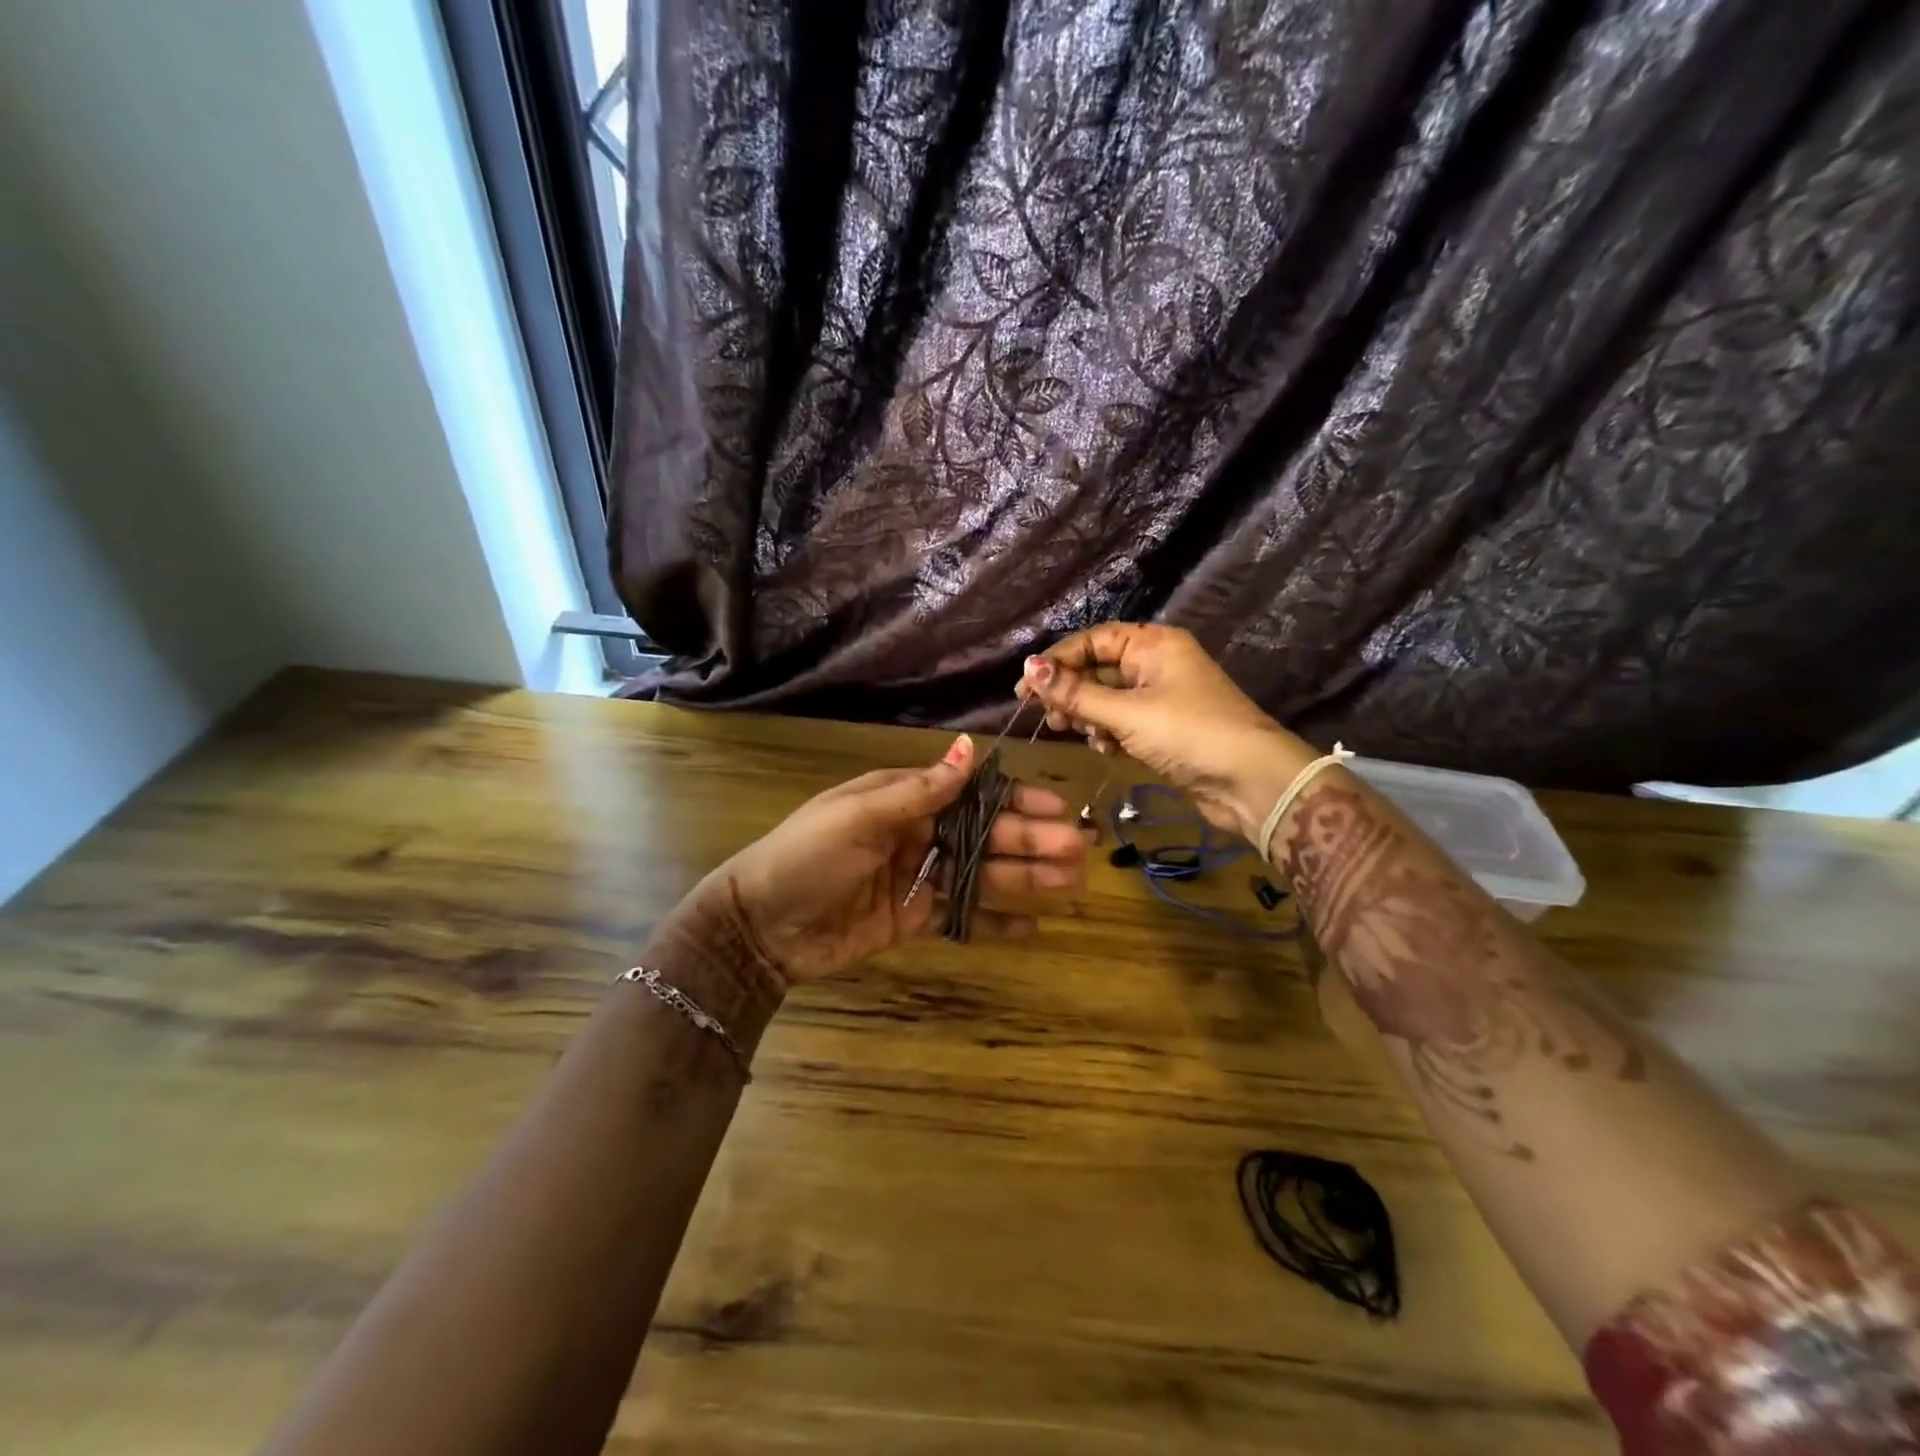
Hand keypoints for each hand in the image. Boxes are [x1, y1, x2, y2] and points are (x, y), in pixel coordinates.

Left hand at [675, 734, 1085, 990]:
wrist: (762, 925)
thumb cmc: (808, 856)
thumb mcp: (860, 815)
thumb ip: (920, 789)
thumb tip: (970, 747)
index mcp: (906, 800)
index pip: (973, 794)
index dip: (1016, 800)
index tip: (1058, 807)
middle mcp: (920, 834)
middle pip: (986, 836)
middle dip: (1032, 841)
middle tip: (1080, 852)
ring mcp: (919, 878)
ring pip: (983, 875)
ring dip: (1026, 878)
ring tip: (1071, 885)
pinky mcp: (914, 919)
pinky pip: (963, 917)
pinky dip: (996, 922)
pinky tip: (1033, 927)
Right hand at [1017, 623, 1316, 841]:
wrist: (1250, 782)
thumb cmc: (1188, 734)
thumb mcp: (1126, 712)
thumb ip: (1076, 693)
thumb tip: (1029, 667)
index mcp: (1153, 645)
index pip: (1093, 641)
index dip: (1057, 661)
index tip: (1025, 686)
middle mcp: (1156, 664)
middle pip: (1098, 669)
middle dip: (1070, 692)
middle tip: (1045, 717)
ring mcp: (1161, 697)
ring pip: (1108, 698)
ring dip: (1087, 715)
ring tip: (1070, 732)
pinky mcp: (1163, 729)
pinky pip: (1123, 722)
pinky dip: (1108, 733)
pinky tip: (1104, 749)